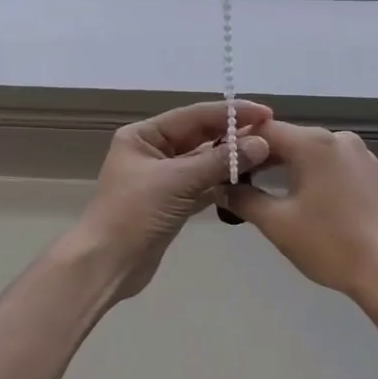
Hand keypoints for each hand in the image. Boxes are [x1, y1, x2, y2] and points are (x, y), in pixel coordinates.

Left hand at [71, 100, 272, 299]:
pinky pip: (203, 185)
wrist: (106, 265)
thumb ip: (220, 161)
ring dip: (230, 160)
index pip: (194, 115)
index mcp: (143, 136)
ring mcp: (163, 179)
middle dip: (233, 135)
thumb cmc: (134, 214)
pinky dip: (222, 183)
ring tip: (266, 156)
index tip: (265, 113)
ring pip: (203, 162)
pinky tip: (248, 181)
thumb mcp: (177, 181)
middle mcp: (152, 151)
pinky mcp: (172, 203)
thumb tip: (261, 144)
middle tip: (271, 134)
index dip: (231, 113)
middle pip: (200, 136)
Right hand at [222, 122, 377, 301]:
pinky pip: (328, 163)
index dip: (237, 144)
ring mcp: (358, 154)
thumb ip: (243, 199)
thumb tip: (219, 187)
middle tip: (232, 181)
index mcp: (314, 143)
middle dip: (259, 157)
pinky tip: (295, 196)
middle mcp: (338, 138)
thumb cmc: (329, 243)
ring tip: (257, 189)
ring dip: (283, 167)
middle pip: (288, 139)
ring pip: (309, 151)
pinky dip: (308, 174)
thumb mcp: (277, 222)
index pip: (264, 131)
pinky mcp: (369, 172)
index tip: (218, 164)